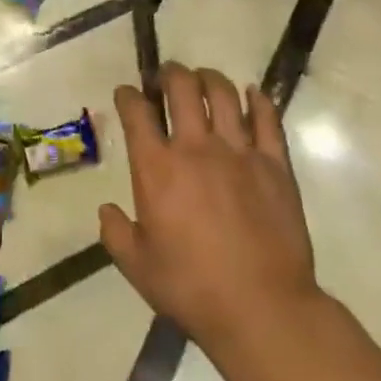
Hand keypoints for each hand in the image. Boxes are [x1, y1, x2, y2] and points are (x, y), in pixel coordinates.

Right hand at [100, 63, 320, 356]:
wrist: (261, 306)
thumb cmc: (191, 288)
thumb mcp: (137, 267)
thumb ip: (116, 233)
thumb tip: (106, 210)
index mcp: (156, 169)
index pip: (137, 113)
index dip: (128, 96)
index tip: (126, 93)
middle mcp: (196, 148)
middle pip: (182, 88)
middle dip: (169, 73)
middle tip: (166, 76)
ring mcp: (239, 151)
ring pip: (223, 93)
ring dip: (208, 78)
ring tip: (203, 79)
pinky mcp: (274, 163)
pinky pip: (267, 118)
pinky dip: (257, 99)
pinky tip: (251, 94)